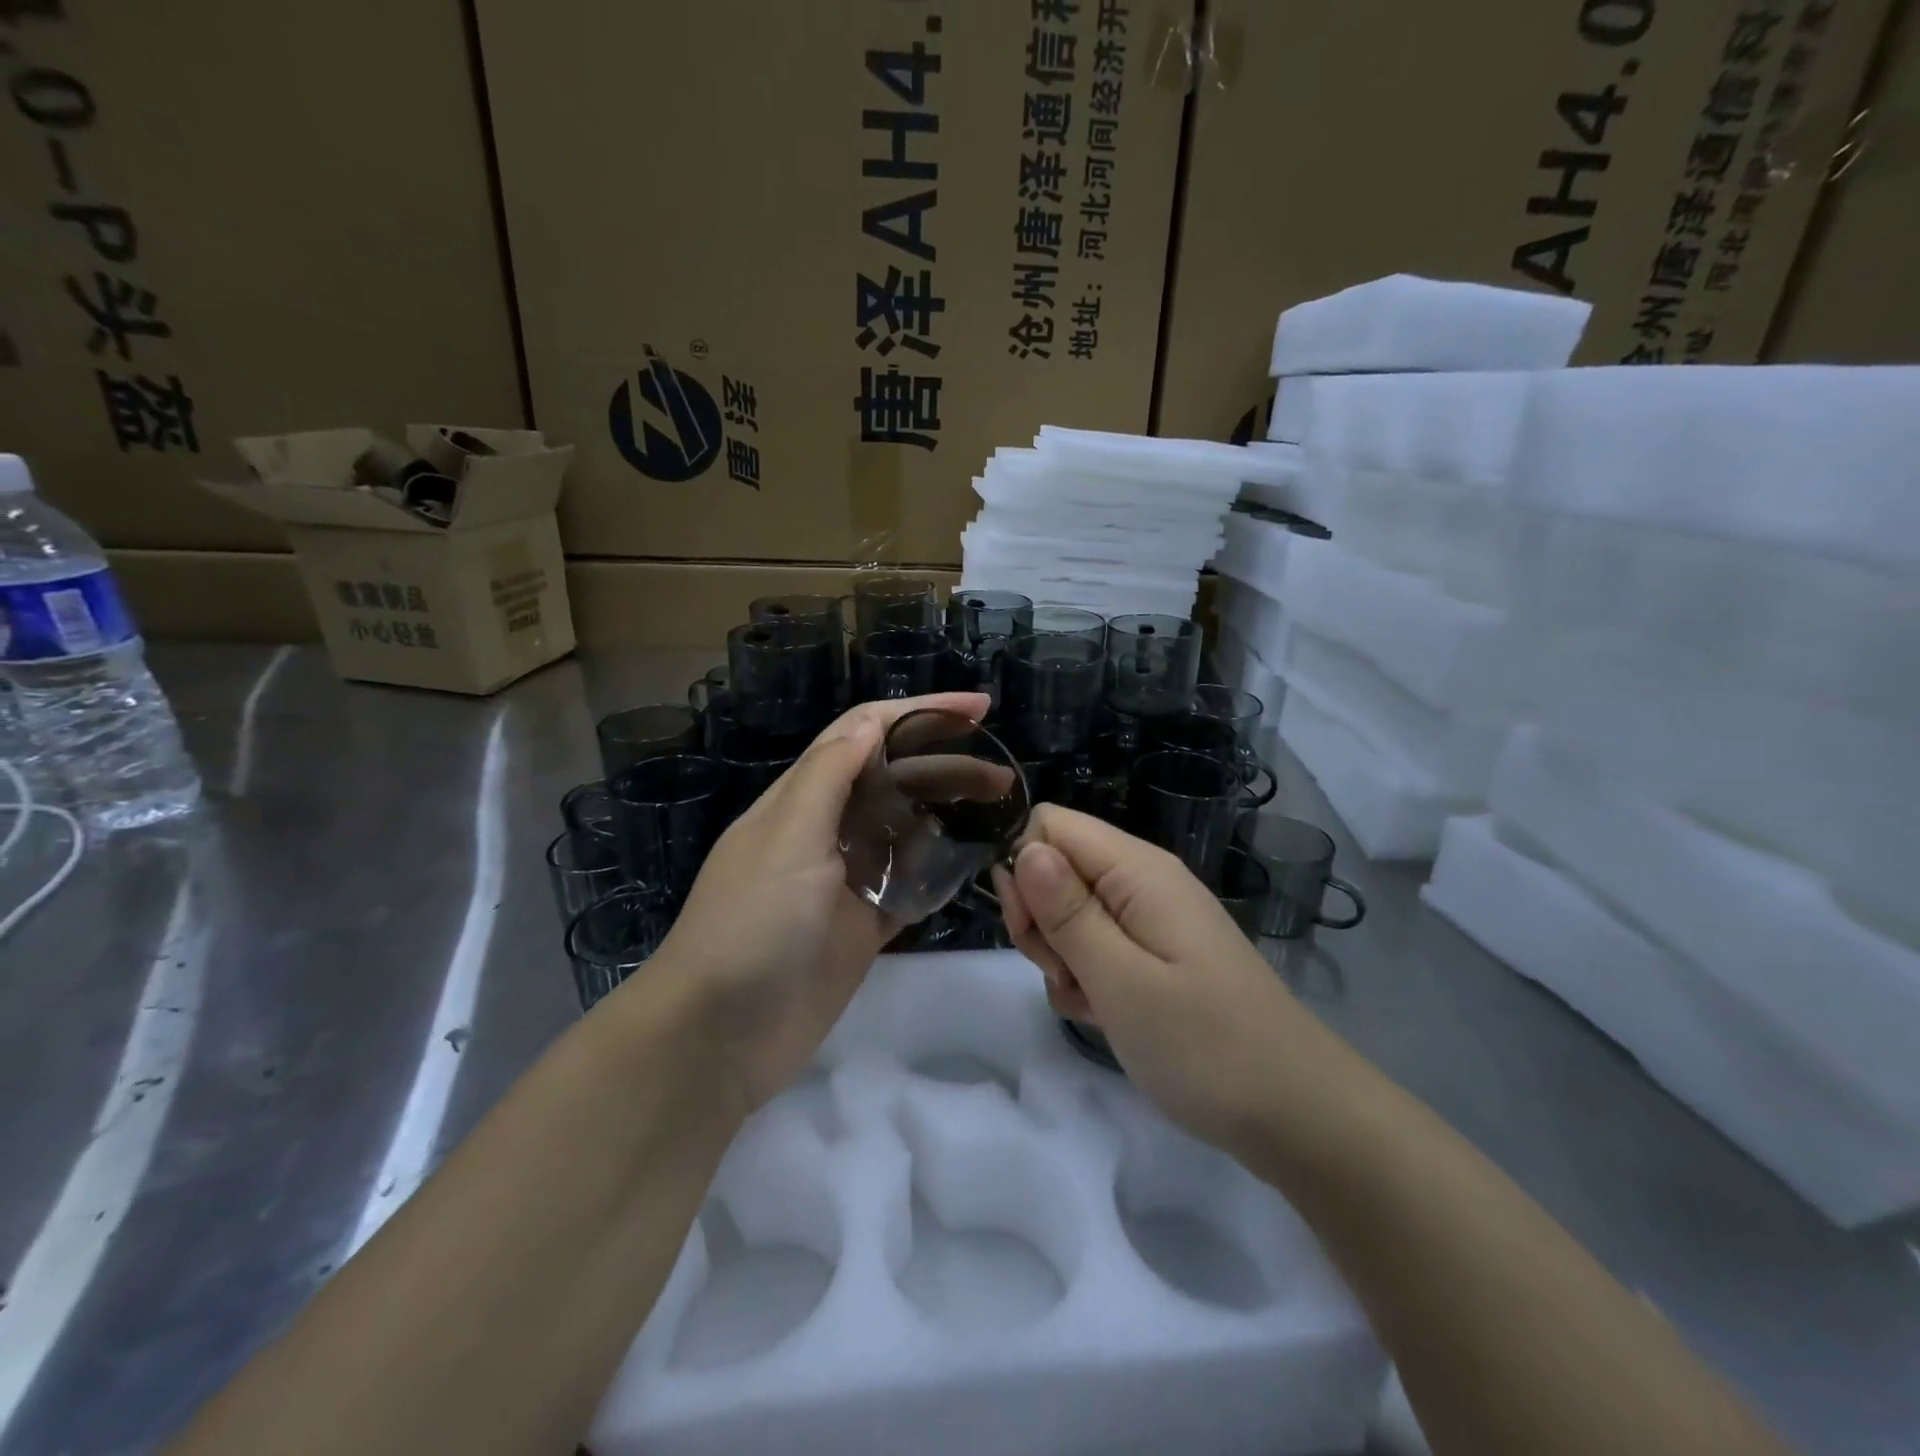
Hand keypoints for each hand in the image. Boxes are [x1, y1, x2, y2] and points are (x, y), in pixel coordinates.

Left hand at [649, 691, 989, 1116]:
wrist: (718, 1036)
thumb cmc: (750, 924)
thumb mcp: (787, 837)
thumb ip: (828, 776)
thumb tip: (870, 721)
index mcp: (803, 798)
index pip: (865, 733)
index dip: (920, 712)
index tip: (978, 709)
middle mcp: (826, 830)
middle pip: (894, 780)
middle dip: (945, 766)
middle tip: (1003, 776)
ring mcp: (846, 881)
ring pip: (905, 832)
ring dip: (947, 816)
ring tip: (999, 813)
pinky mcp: (861, 927)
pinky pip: (909, 888)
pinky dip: (938, 873)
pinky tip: (975, 864)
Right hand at [994, 805, 1309, 1154]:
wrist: (1297, 1114)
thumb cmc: (1206, 1046)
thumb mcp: (1122, 982)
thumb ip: (1068, 912)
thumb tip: (1024, 848)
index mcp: (1138, 870)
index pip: (1051, 825)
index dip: (1025, 869)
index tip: (1031, 929)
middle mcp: (1142, 882)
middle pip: (1056, 868)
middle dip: (1040, 919)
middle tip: (1064, 975)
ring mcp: (1151, 920)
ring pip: (1070, 912)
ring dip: (1061, 956)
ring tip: (1091, 1003)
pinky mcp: (1156, 956)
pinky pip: (1097, 947)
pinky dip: (1086, 979)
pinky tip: (1104, 1016)